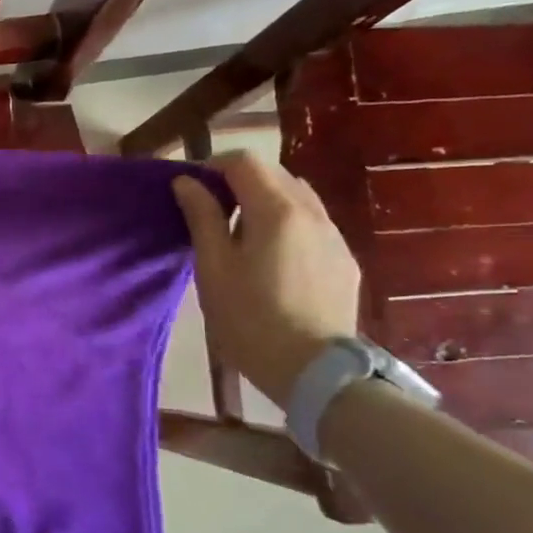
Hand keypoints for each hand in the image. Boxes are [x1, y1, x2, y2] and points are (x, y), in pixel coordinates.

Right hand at [172, 150, 360, 406]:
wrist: (314, 370)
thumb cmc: (250, 319)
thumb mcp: (213, 268)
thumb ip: (202, 218)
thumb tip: (186, 182)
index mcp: (277, 211)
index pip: (245, 162)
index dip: (213, 166)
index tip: (192, 189)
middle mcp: (313, 212)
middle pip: (275, 174)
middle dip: (240, 181)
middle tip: (212, 212)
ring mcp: (334, 236)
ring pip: (298, 197)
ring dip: (266, 201)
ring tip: (242, 235)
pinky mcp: (345, 259)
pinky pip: (314, 223)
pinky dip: (288, 223)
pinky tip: (273, 258)